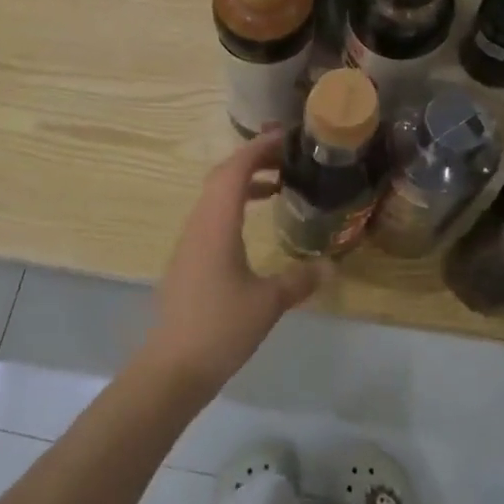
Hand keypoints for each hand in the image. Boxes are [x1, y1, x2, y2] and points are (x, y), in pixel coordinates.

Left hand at [139, 131, 330, 396]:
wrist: (173, 366)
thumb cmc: (221, 327)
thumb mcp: (268, 303)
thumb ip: (299, 280)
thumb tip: (330, 266)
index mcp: (217, 223)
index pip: (235, 169)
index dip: (258, 148)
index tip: (284, 137)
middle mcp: (199, 223)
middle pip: (222, 176)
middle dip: (252, 159)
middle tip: (286, 156)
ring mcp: (190, 241)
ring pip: (214, 196)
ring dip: (243, 182)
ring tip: (277, 184)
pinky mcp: (188, 259)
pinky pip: (211, 216)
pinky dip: (234, 205)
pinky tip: (253, 224)